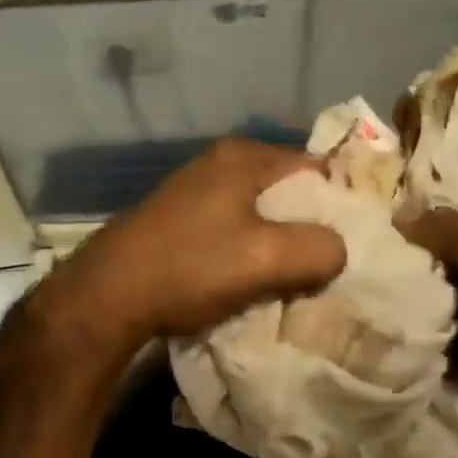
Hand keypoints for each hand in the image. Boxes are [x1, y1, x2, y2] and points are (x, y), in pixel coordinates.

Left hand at [24, 139, 346, 356]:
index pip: (318, 169)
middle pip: (289, 194)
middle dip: (310, 228)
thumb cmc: (190, 268)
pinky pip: (236, 231)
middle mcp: (221, 164)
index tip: (353, 242)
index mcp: (245, 157)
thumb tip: (338, 251)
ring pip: (263, 215)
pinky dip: (252, 253)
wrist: (104, 300)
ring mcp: (197, 192)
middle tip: (327, 266)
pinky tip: (254, 282)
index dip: (340, 204)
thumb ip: (321, 249)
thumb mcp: (268, 258)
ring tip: (295, 280)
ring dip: (280, 246)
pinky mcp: (182, 222)